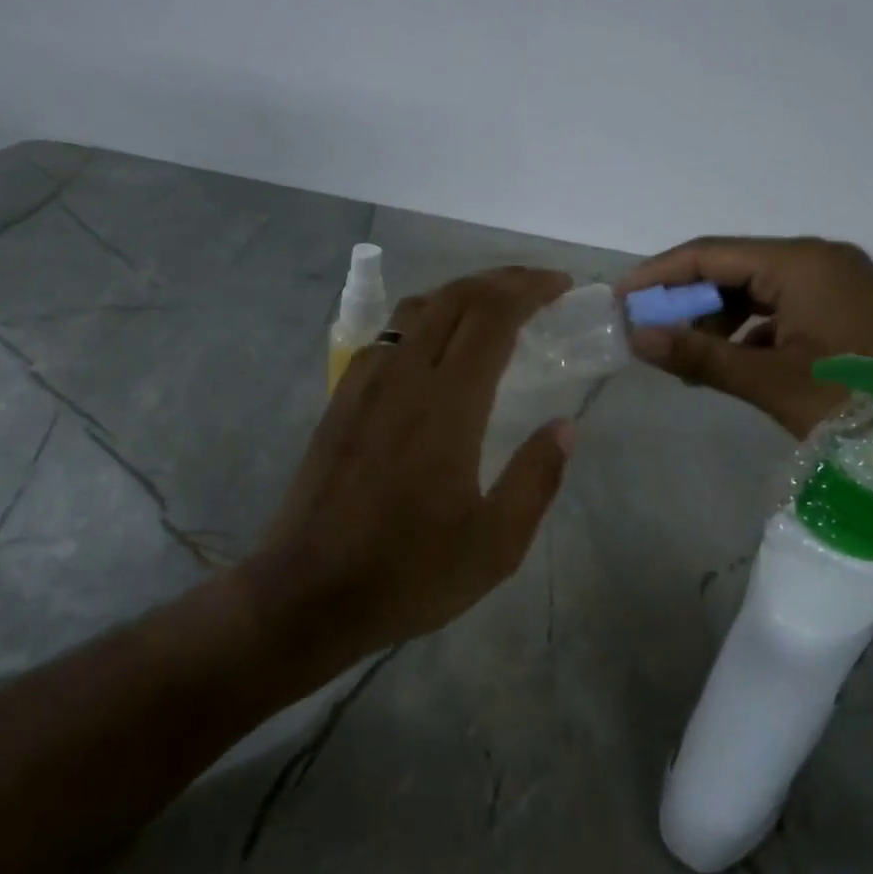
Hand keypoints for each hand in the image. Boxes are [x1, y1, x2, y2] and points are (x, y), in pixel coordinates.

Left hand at [246, 266, 576, 668]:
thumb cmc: (408, 573)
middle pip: (454, 298)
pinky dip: (423, 320)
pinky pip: (386, 336)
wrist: (308, 593)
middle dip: (501, 280)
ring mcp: (364, 384)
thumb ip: (536, 479)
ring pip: (415, 309)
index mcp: (446, 405)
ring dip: (460, 294)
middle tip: (538, 287)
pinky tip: (434, 347)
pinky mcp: (341, 399)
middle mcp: (403, 377)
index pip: (492, 317)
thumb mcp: (495, 544)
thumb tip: (564, 426)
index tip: (561, 286)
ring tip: (493, 307)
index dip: (529, 290)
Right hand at [615, 237, 872, 440]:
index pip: (709, 253)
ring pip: (756, 293)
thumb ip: (700, 356)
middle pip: (731, 269)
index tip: (619, 301)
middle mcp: (818, 261)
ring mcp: (837, 285)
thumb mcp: (771, 382)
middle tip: (646, 336)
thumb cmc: (865, 404)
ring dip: (716, 322)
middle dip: (684, 301)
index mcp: (800, 263)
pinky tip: (732, 367)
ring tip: (685, 360)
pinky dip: (749, 335)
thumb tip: (636, 338)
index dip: (658, 275)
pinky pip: (781, 312)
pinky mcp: (848, 312)